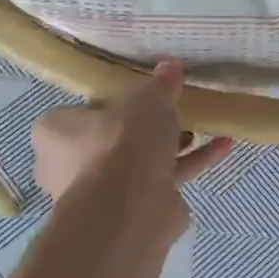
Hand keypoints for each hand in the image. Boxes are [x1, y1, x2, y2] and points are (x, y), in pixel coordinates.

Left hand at [31, 61, 233, 205]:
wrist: (129, 209)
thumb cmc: (122, 142)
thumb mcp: (147, 100)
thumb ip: (160, 84)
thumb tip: (171, 65)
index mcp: (56, 132)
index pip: (85, 109)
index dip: (117, 100)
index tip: (144, 94)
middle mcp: (69, 165)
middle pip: (115, 138)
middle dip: (148, 127)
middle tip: (177, 109)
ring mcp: (101, 193)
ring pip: (141, 162)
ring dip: (173, 145)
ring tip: (205, 126)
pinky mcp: (133, 212)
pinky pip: (163, 181)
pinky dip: (191, 163)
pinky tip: (222, 147)